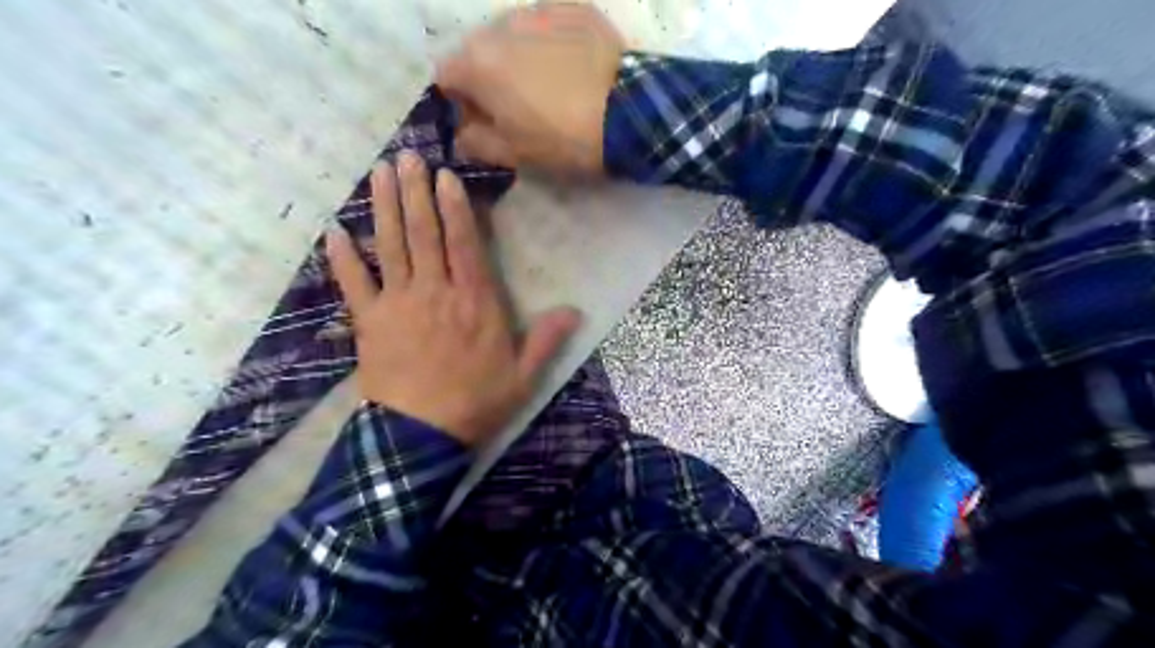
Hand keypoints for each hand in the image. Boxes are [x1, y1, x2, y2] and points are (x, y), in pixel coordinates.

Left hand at [324, 153, 581, 445]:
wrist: (421, 436)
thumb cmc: (476, 403)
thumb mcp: (523, 376)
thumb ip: (546, 339)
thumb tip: (576, 310)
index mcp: (475, 301)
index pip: (464, 243)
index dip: (454, 207)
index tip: (444, 176)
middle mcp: (435, 291)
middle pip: (424, 233)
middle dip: (416, 192)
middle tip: (407, 157)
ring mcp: (398, 303)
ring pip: (390, 246)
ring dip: (383, 207)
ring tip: (379, 173)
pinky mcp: (369, 322)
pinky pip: (352, 283)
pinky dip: (342, 257)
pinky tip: (333, 230)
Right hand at [436, 3, 630, 177]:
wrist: (627, 114)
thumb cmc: (562, 140)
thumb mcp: (512, 154)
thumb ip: (475, 142)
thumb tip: (462, 135)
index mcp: (477, 62)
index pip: (445, 76)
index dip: (460, 102)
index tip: (482, 122)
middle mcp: (499, 25)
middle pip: (478, 51)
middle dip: (488, 78)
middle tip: (517, 108)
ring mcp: (538, 9)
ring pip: (512, 35)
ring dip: (518, 57)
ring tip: (550, 86)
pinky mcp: (574, 7)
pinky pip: (548, 24)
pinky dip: (550, 44)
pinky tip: (573, 68)